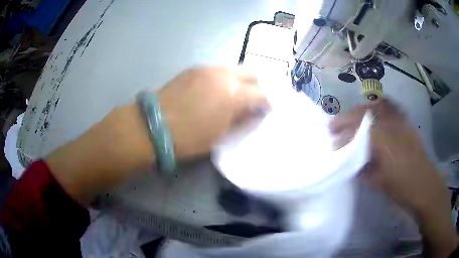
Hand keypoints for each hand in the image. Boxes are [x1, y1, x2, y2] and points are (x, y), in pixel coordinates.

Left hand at [158, 67, 269, 159]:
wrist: (153, 126)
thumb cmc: (189, 138)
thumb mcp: (220, 135)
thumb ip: (242, 121)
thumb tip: (255, 113)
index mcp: (234, 94)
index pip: (261, 94)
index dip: (266, 103)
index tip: (266, 110)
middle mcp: (224, 75)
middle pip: (251, 72)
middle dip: (256, 85)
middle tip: (253, 99)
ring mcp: (207, 69)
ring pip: (233, 69)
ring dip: (239, 80)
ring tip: (233, 94)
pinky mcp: (193, 69)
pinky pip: (216, 70)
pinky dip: (222, 78)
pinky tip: (214, 90)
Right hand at [331, 99, 456, 255]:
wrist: (425, 186)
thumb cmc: (402, 189)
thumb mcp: (379, 184)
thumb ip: (363, 170)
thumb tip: (349, 163)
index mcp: (385, 144)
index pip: (358, 132)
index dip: (342, 136)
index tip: (332, 142)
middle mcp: (392, 127)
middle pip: (365, 114)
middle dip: (347, 118)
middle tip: (335, 124)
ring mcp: (401, 122)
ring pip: (376, 107)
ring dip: (361, 110)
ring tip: (352, 116)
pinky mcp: (407, 123)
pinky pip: (391, 107)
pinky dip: (379, 105)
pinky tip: (374, 109)